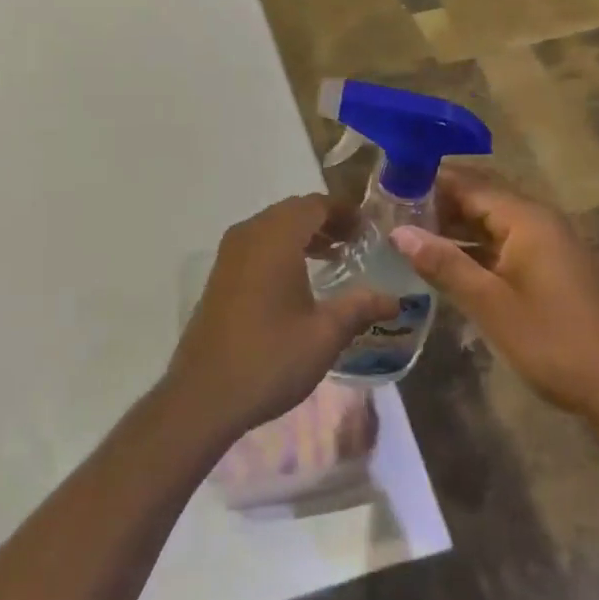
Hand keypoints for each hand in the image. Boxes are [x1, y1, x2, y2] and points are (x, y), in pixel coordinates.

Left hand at [165, 195, 396, 438]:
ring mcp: (230, 252)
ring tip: (334, 257)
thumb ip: (360, 307)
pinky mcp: (221, 273)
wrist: (204, 394)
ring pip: (273, 226)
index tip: (369, 229)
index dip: (344, 211)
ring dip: (303, 234)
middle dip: (325, 221)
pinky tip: (299, 278)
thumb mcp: (324, 334)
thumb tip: (394, 299)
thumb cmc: (270, 358)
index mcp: (276, 237)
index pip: (315, 205)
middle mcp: (250, 233)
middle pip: (293, 211)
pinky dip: (282, 248)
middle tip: (355, 243)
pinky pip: (257, 244)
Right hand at [391, 168, 598, 442]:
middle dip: (436, 202)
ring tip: (406, 234)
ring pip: (489, 220)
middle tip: (389, 213)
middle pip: (478, 196)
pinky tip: (442, 261)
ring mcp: (545, 242)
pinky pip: (501, 241)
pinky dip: (472, 246)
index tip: (386, 190)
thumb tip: (398, 232)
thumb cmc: (554, 341)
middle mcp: (536, 219)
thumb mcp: (490, 304)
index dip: (427, 184)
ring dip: (452, 225)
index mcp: (526, 217)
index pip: (467, 183)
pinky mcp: (547, 265)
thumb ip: (444, 264)